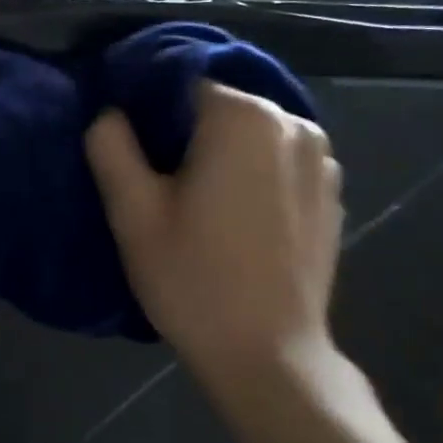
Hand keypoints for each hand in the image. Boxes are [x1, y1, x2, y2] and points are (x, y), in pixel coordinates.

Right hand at [86, 83, 369, 432]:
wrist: (269, 357)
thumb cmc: (194, 279)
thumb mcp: (132, 212)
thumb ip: (111, 146)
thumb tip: (110, 112)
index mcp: (243, 117)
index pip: (180, 85)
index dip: (148, 116)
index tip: (133, 157)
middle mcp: (293, 122)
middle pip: (219, 109)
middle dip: (186, 136)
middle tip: (160, 186)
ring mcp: (322, 159)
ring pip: (250, 136)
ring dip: (222, 156)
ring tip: (199, 205)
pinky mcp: (332, 195)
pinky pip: (279, 164)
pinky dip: (254, 176)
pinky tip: (237, 222)